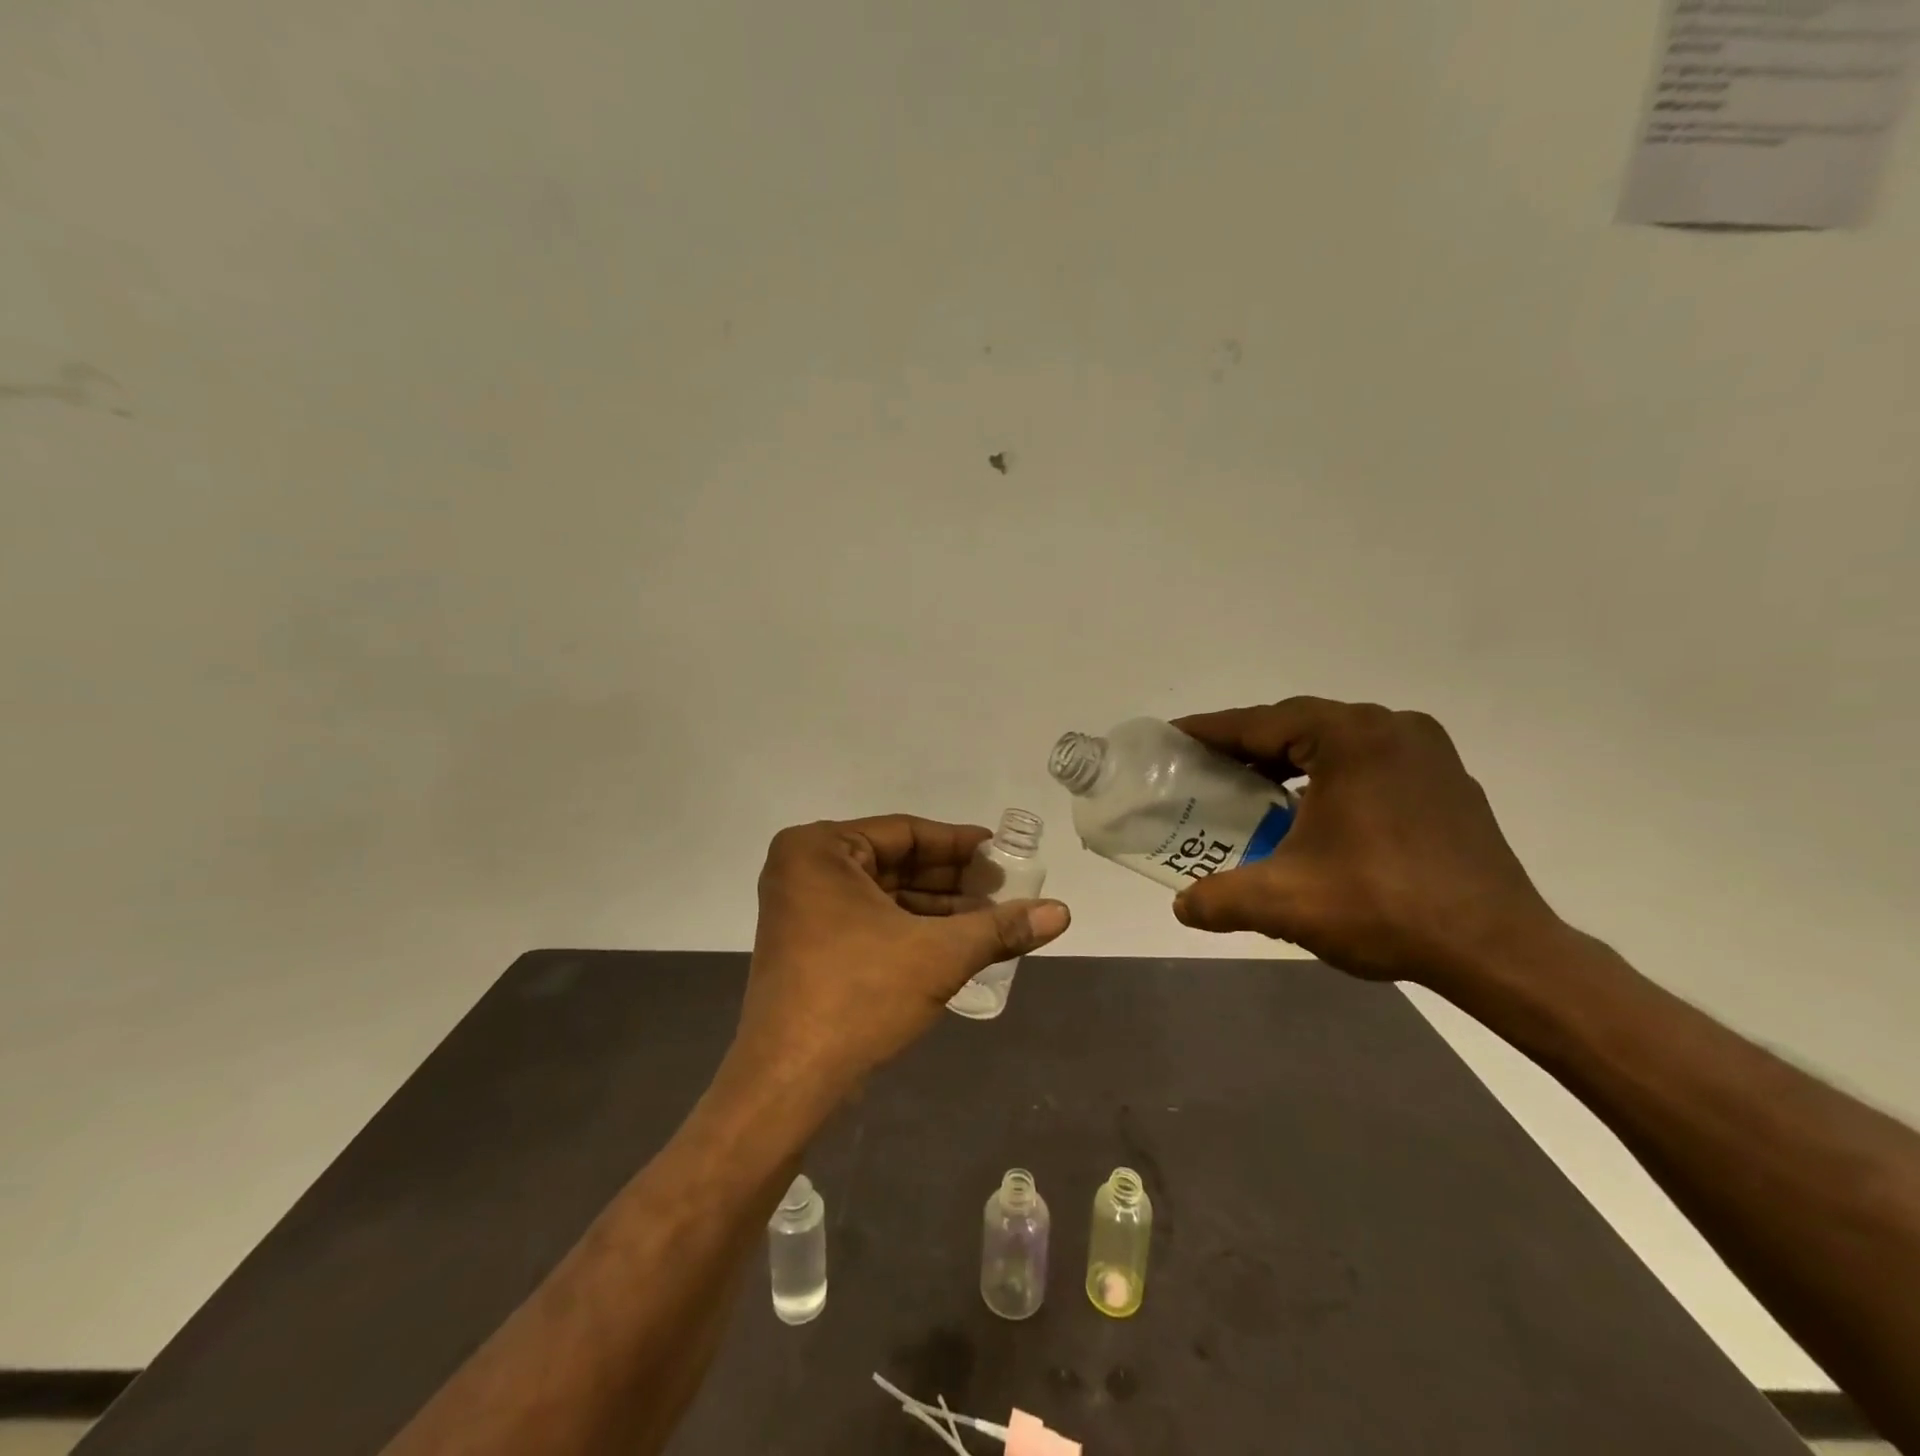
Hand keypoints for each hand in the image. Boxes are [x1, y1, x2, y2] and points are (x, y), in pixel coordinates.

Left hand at [736, 815, 1070, 1088]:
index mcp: (819, 850)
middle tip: (1004, 889)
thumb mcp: (938, 955)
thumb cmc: (859, 997)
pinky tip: (958, 941)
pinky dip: (912, 929)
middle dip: (952, 879)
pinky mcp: (809, 945)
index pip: (905, 832)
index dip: (959, 844)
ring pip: (885, 894)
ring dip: (938, 907)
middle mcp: (804, 869)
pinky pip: (870, 920)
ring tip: (993, 918)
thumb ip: (1000, 928)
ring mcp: (803, 909)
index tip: (1002, 853)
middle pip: (895, 862)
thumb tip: (1062, 912)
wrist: (789, 1083)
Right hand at [1169, 698, 1562, 990]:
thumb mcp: (1284, 903)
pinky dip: (1329, 774)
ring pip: (1335, 742)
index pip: (1259, 723)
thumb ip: (1219, 899)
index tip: (1172, 738)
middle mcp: (1390, 727)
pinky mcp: (1445, 779)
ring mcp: (1426, 751)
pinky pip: (1368, 760)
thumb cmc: (1385, 908)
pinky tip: (1312, 810)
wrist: (1499, 951)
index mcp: (1349, 738)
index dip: (1209, 731)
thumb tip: (1182, 907)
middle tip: (1205, 769)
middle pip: (1296, 726)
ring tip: (1251, 789)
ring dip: (1289, 760)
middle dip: (1246, 746)